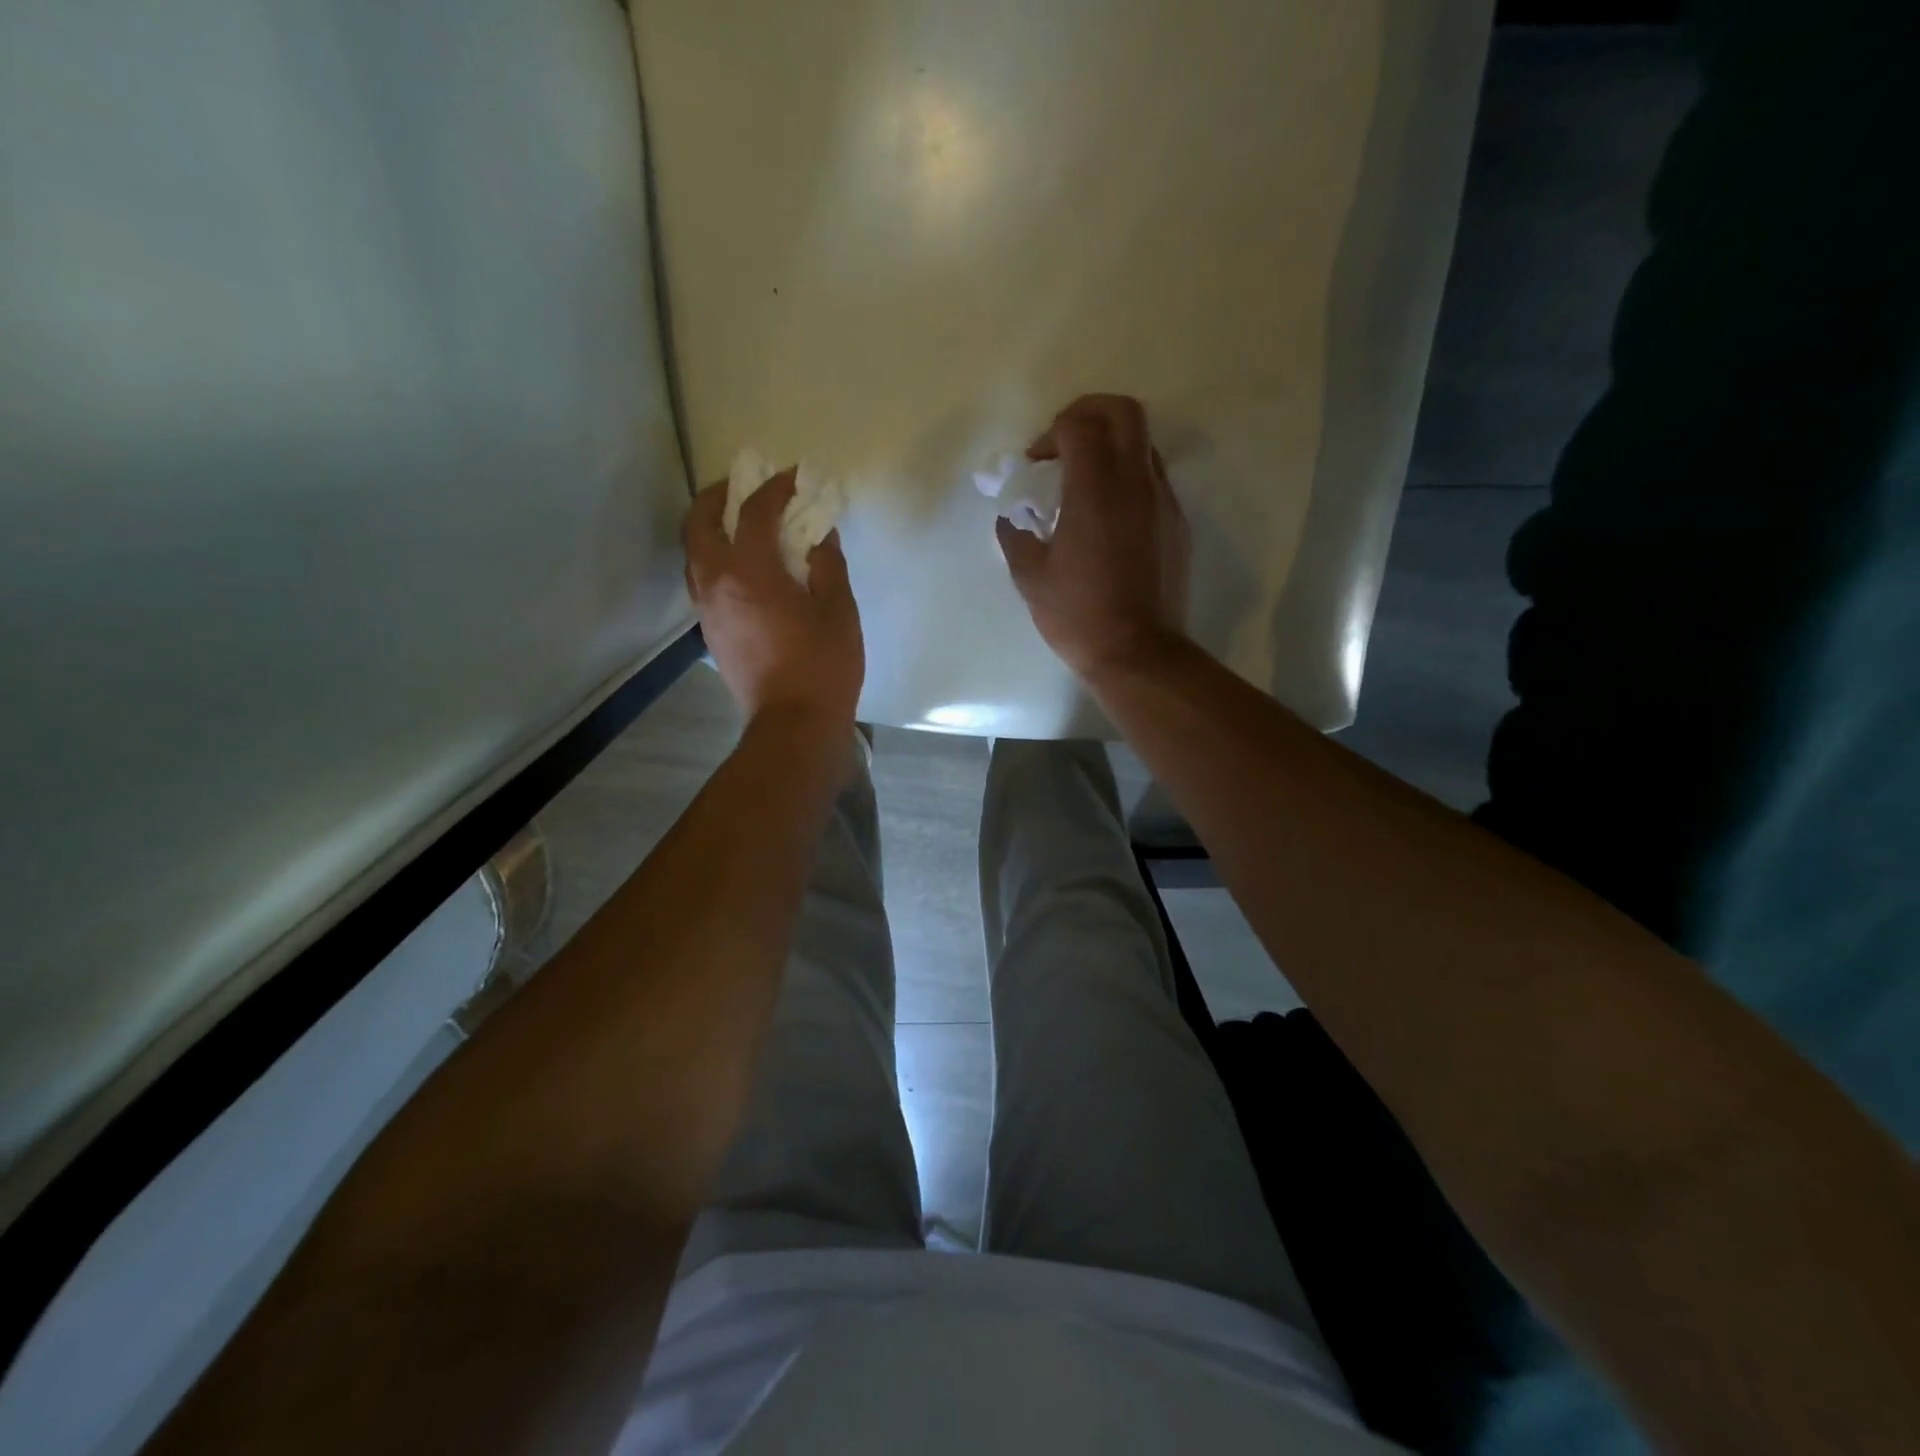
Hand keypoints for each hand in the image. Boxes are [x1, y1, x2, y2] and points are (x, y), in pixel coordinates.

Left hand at [684, 470, 863, 727]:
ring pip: (694, 554)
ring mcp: (707, 611)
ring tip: (740, 525)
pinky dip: (716, 560)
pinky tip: (744, 569)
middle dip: (717, 497)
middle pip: (699, 523)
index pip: (754, 513)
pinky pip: (704, 581)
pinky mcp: (711, 633)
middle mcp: (716, 584)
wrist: (793, 724)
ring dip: (711, 529)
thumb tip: (820, 537)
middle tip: (742, 487)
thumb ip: (827, 566)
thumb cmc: (823, 666)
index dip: (774, 488)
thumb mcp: (838, 610)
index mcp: (749, 572)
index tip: (793, 477)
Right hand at [997, 394, 1191, 682]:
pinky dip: (1129, 477)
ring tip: (1086, 480)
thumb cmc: (1078, 615)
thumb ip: (1016, 537)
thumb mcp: (1031, 578)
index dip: (1052, 432)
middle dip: (1090, 412)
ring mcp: (1162, 501)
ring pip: (1144, 443)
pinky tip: (1109, 513)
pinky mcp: (1177, 523)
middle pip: (1124, 411)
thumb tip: (1011, 520)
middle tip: (1065, 443)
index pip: (1080, 424)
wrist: (1138, 653)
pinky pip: (1154, 479)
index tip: (1037, 463)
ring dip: (1112, 445)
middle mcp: (1135, 483)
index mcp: (1095, 489)